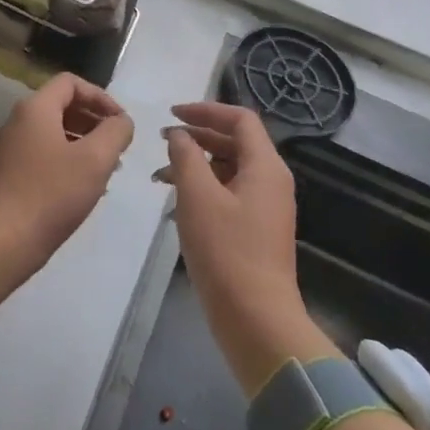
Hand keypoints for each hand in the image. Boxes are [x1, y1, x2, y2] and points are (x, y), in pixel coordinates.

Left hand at [0, 74, 134, 312]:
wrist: (4, 240)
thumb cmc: (52, 194)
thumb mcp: (95, 160)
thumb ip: (115, 132)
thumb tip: (122, 121)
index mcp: (35, 108)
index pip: (70, 83)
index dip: (101, 97)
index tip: (121, 122)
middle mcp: (19, 121)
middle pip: (62, 105)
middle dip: (94, 121)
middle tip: (118, 146)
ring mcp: (12, 147)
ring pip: (54, 132)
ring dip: (84, 142)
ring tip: (108, 168)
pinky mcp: (10, 172)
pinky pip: (44, 153)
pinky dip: (68, 160)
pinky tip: (85, 186)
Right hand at [162, 102, 338, 393]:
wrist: (255, 319)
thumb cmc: (226, 251)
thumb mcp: (197, 196)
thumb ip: (185, 156)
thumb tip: (178, 134)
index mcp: (265, 166)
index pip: (239, 119)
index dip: (205, 110)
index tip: (171, 114)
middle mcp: (270, 181)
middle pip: (235, 142)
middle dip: (197, 136)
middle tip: (161, 141)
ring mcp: (265, 207)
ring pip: (228, 169)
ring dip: (195, 164)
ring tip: (159, 175)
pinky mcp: (255, 229)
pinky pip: (228, 193)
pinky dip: (202, 189)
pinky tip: (174, 204)